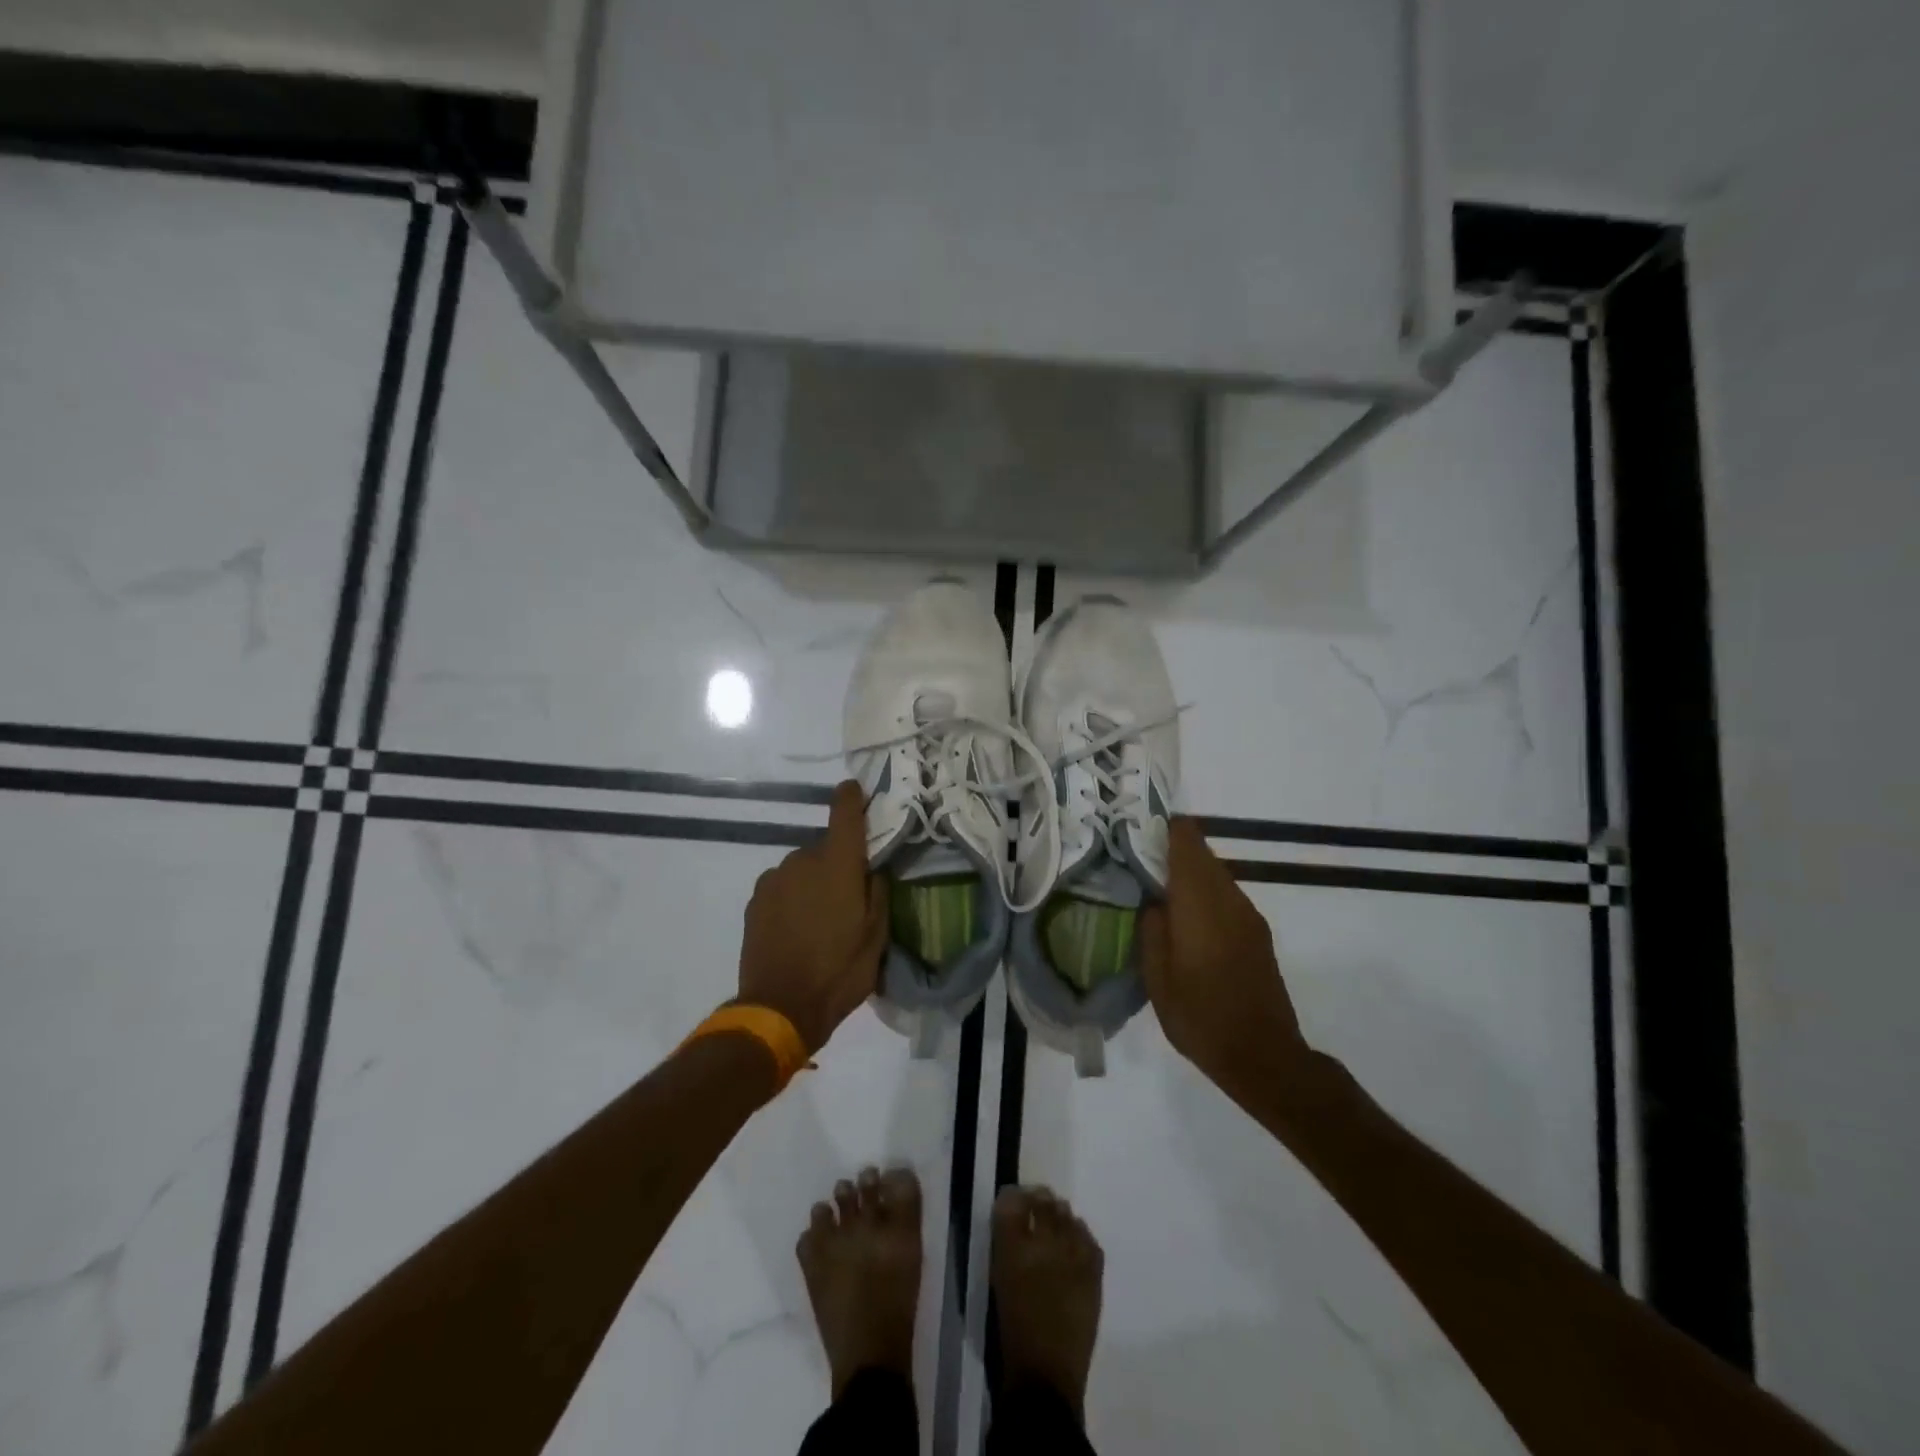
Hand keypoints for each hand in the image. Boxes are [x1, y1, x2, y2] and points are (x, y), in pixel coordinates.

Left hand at [737, 780, 888, 1054]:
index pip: (844, 812)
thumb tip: (873, 869)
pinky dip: (792, 898)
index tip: (856, 790)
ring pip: (801, 869)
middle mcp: (802, 860)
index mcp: (837, 864)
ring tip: (819, 921)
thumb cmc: (840, 971)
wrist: (780, 1008)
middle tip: (847, 900)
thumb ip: (878, 892)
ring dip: (812, 883)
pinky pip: (782, 887)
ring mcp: (774, 879)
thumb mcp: (877, 936)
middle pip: (824, 848)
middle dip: (837, 865)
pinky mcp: (755, 900)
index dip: (851, 796)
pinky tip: (796, 929)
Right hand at [1139, 818, 1312, 1102]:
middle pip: (1202, 855)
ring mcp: (1249, 916)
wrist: (1264, 1057)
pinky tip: (1187, 919)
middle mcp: (1229, 900)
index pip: (1188, 843)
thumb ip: (1152, 930)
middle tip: (1141, 860)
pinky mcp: (1258, 934)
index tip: (1140, 829)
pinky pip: (1227, 896)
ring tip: (1160, 890)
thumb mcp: (1158, 979)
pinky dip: (1205, 894)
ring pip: (1216, 875)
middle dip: (1173, 851)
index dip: (1166, 829)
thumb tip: (1153, 901)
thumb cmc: (1202, 1018)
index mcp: (1200, 904)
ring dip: (1190, 874)